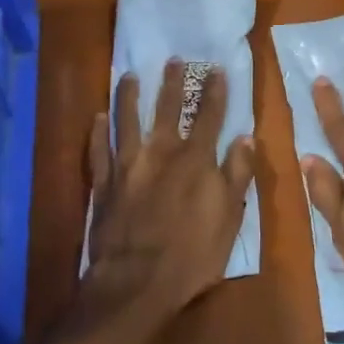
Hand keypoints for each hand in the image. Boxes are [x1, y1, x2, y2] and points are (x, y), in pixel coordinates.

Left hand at [83, 60, 254, 324]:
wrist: (136, 283)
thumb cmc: (192, 255)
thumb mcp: (229, 218)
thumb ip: (237, 175)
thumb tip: (246, 137)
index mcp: (195, 160)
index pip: (208, 116)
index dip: (214, 91)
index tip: (216, 68)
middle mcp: (160, 153)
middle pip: (166, 109)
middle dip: (172, 82)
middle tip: (173, 60)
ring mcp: (127, 165)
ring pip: (126, 120)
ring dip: (128, 96)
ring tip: (128, 75)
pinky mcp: (103, 183)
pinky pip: (98, 150)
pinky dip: (97, 132)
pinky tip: (97, 117)